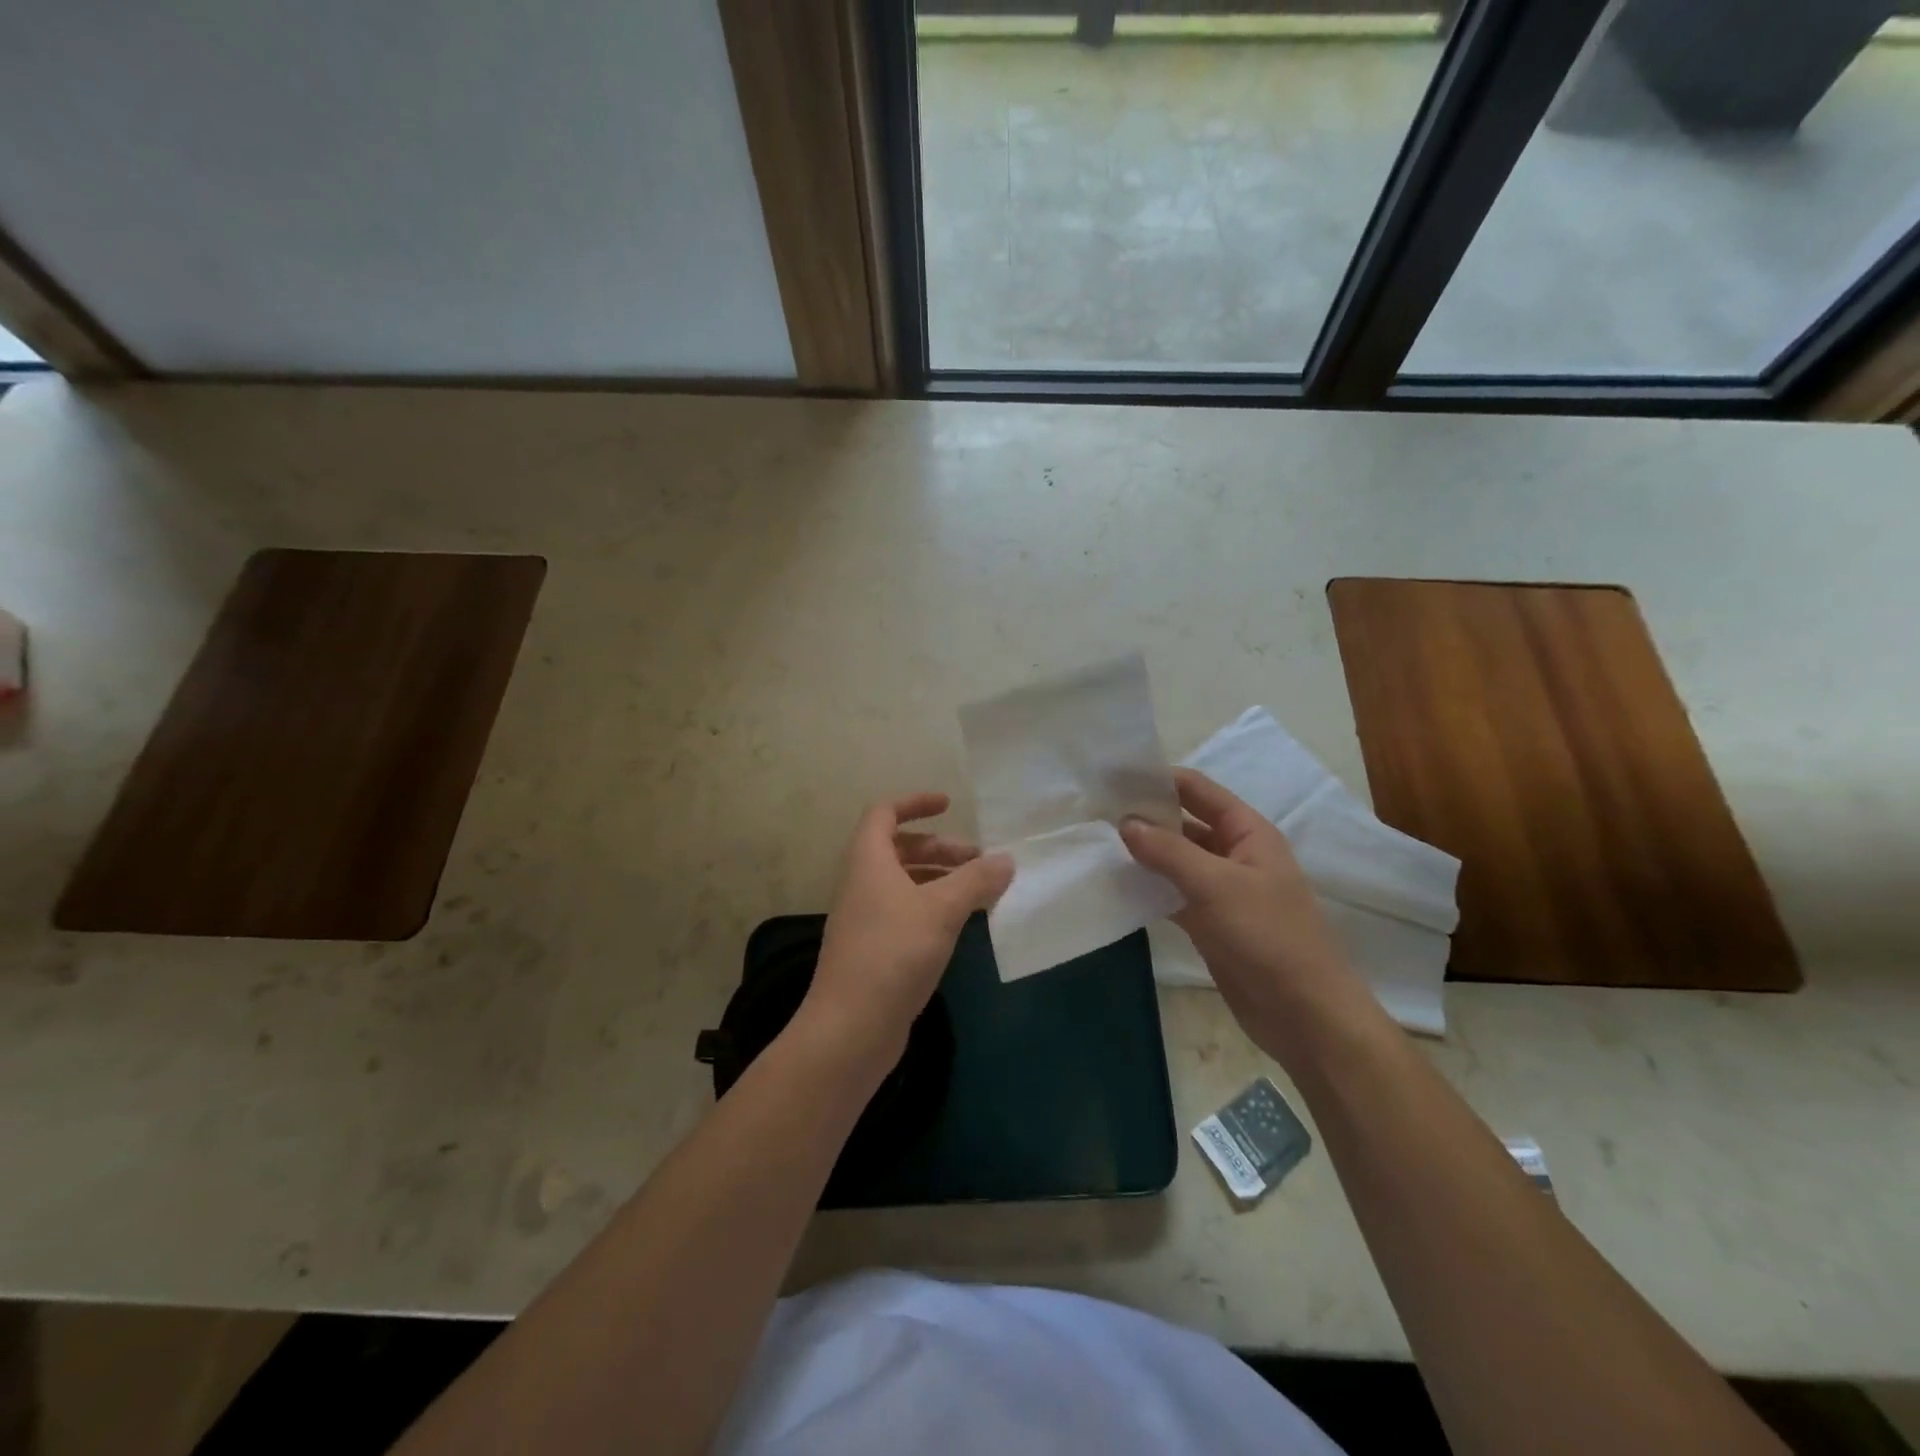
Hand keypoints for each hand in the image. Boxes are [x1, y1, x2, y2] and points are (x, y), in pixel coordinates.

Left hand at [799, 793, 1013, 1071]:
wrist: (850, 1028)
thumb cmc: (893, 953)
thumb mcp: (941, 910)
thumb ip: (975, 881)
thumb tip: (1005, 860)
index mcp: (868, 861)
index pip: (884, 813)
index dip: (915, 803)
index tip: (949, 805)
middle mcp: (862, 884)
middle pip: (900, 849)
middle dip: (940, 848)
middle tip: (979, 861)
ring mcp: (865, 919)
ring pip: (905, 884)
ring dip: (940, 880)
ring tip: (981, 893)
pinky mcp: (874, 950)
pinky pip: (906, 913)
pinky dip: (933, 908)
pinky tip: (961, 925)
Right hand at [1120, 769, 1379, 1061]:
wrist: (1303, 1014)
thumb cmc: (1268, 937)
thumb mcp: (1217, 885)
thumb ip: (1169, 852)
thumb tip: (1125, 822)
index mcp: (1248, 833)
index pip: (1199, 791)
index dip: (1161, 779)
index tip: (1115, 776)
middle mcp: (1235, 855)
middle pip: (1185, 824)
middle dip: (1146, 816)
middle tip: (1096, 811)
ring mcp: (1222, 891)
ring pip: (1176, 861)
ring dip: (1145, 853)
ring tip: (1097, 843)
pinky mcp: (1210, 924)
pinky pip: (1173, 895)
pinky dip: (1149, 888)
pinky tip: (1116, 885)